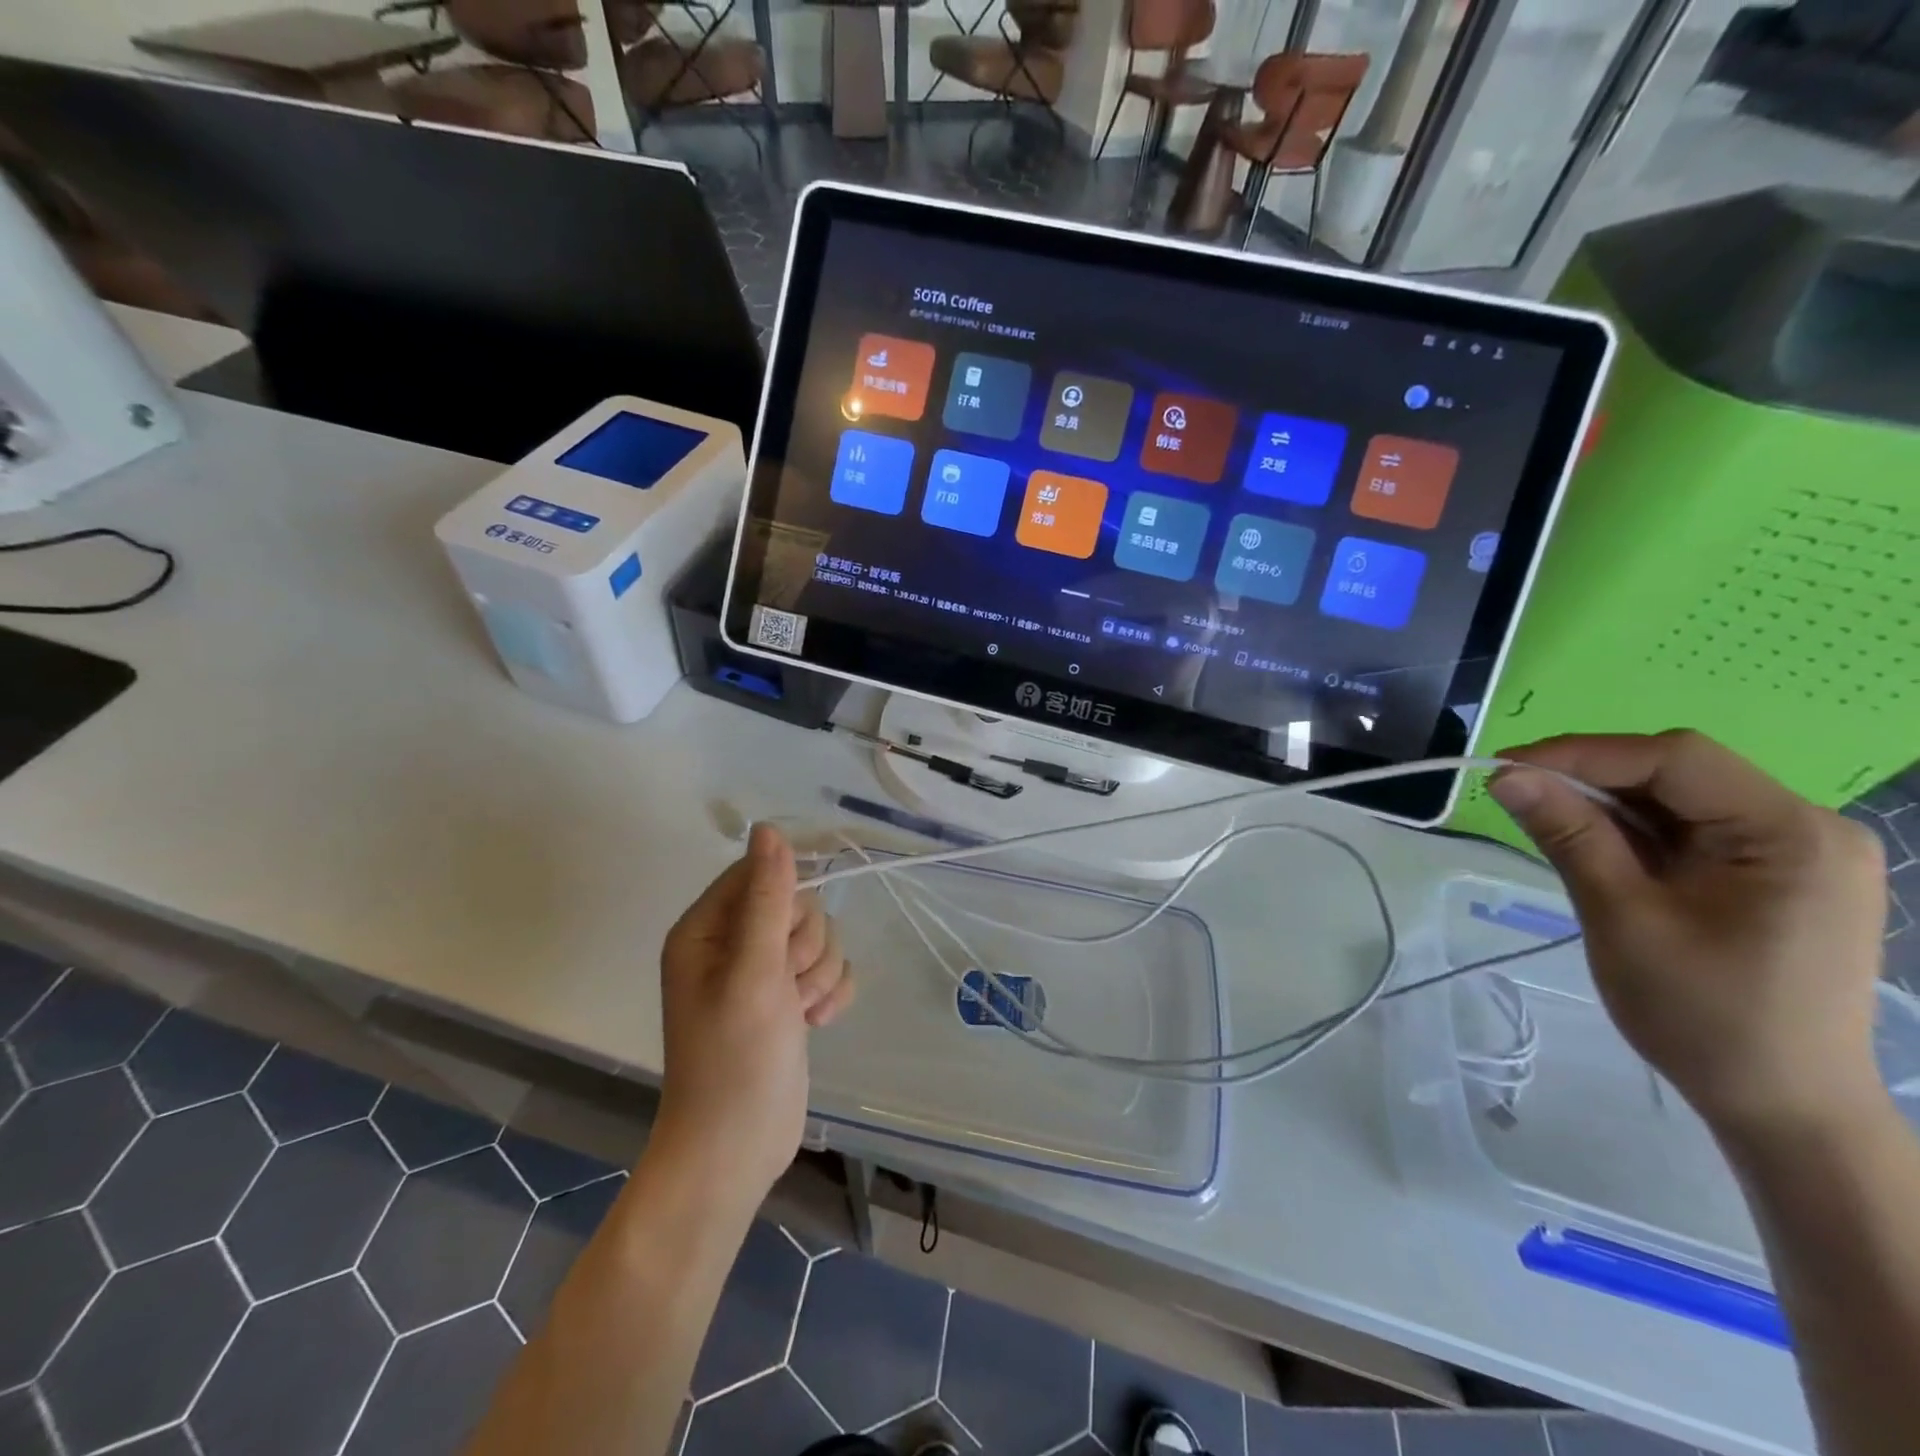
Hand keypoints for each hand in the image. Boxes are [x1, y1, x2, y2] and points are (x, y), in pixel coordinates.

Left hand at [653, 825, 854, 1200]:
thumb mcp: (752, 971)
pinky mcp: (790, 998)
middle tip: (784, 987)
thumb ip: (766, 897)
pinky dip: (830, 993)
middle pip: (796, 905)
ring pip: (819, 937)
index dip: (784, 900)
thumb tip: (768, 828)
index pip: (758, 873)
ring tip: (797, 1012)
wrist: (738, 1150)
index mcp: (706, 929)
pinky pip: (830, 968)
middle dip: (804, 947)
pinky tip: (815, 1023)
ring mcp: (763, 973)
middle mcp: (732, 944)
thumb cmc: (734, 1059)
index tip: (783, 942)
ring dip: (819, 974)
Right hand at [1491, 731, 1888, 1139]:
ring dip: (1607, 806)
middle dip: (1591, 779)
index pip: (1675, 758)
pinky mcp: (1773, 876)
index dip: (1582, 753)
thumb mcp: (1621, 916)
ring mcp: (1795, 853)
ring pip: (1678, 799)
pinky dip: (1632, 833)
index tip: (1504, 769)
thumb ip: (1569, 835)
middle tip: (1516, 796)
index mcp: (1791, 834)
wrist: (1779, 1106)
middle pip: (1679, 773)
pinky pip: (1689, 831)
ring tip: (1545, 823)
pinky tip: (1592, 848)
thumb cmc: (1703, 1014)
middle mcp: (1807, 829)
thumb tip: (1506, 776)